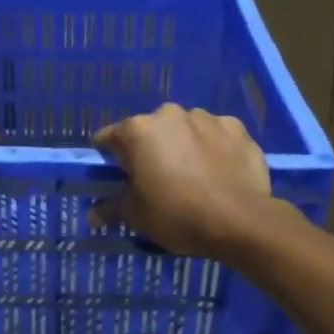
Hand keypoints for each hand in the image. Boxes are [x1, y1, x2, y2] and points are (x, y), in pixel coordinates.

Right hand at [92, 104, 274, 258]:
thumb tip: (92, 215)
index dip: (109, 157)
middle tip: (157, 179)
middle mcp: (169, 114)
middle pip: (150, 131)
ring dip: (183, 145)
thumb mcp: (137, 216)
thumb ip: (111, 208)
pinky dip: (213, 147)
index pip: (109, 138)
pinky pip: (216, 135)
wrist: (240, 220)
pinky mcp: (236, 127)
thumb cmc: (177, 214)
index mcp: (138, 130)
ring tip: (193, 175)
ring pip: (184, 129)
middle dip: (150, 150)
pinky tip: (219, 171)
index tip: (115, 175)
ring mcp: (206, 117)